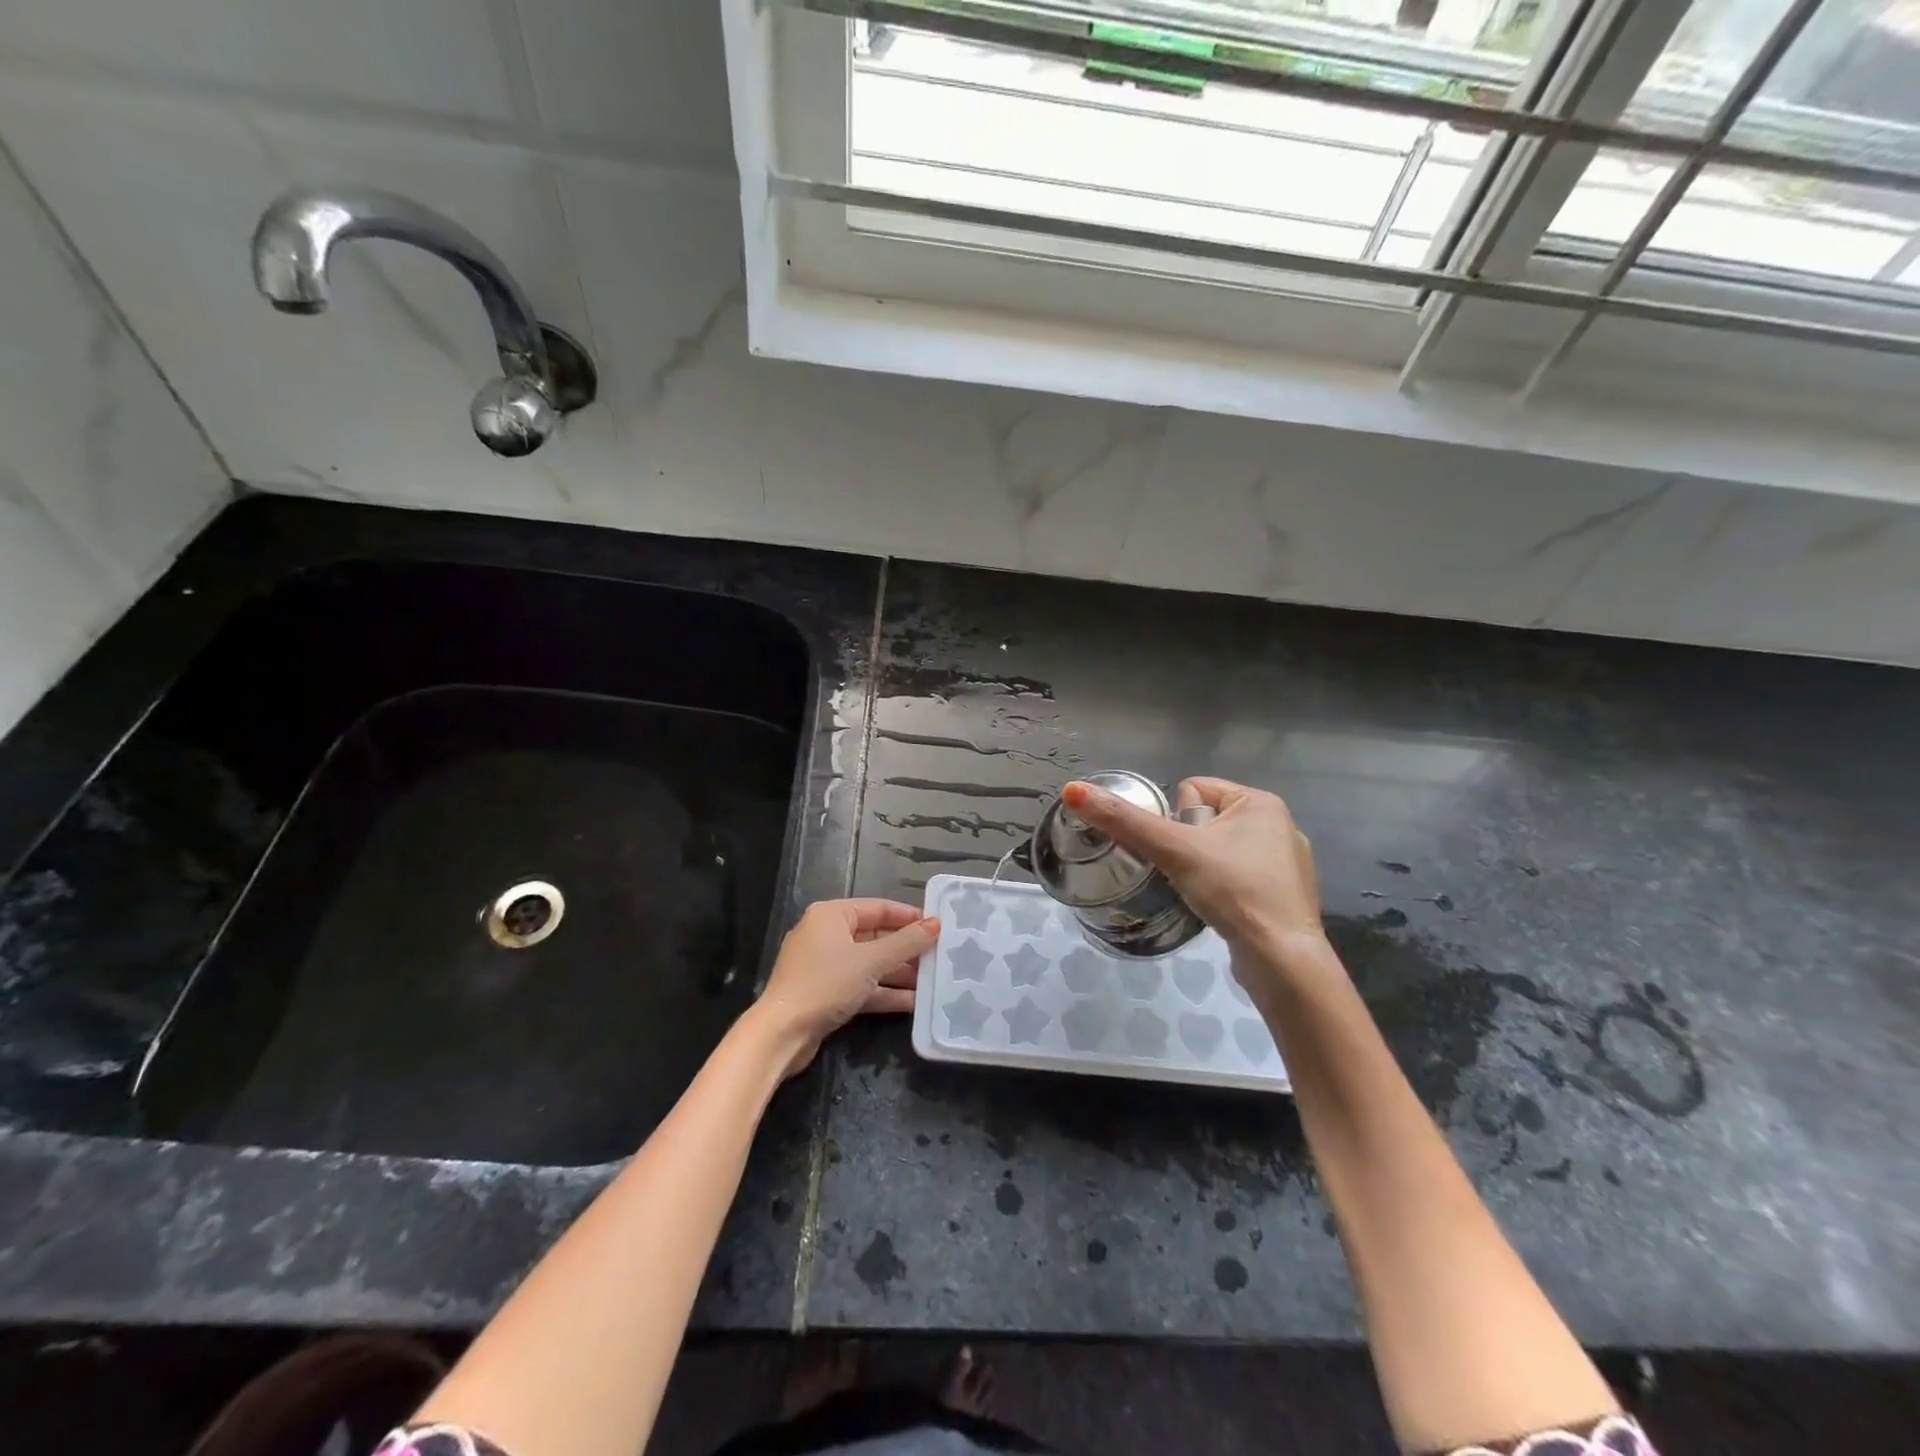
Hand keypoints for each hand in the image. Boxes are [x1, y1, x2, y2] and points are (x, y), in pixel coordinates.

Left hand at [748, 899, 939, 1076]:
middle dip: (907, 949)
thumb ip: (906, 943)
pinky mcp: (826, 993)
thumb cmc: (826, 984)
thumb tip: (936, 924)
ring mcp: (825, 966)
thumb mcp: (871, 961)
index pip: (879, 908)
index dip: (910, 917)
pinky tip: (914, 1003)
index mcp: (832, 915)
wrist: (781, 1034)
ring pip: (870, 964)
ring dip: (899, 974)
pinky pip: (862, 985)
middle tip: (940, 957)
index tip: (938, 927)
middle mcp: (827, 934)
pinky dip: (884, 993)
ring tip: (933, 981)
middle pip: (876, 936)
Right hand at [1061, 777, 1330, 986]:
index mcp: (1261, 802)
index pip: (1193, 789)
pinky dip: (1224, 890)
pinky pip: (1237, 877)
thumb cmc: (1232, 891)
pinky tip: (1222, 910)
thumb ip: (1123, 820)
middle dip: (1188, 847)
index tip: (1183, 851)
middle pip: (1203, 820)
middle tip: (1191, 875)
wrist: (1281, 960)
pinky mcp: (1284, 896)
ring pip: (1218, 851)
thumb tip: (1071, 789)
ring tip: (1205, 895)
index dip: (1176, 821)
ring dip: (1203, 869)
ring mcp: (1286, 862)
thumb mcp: (1172, 849)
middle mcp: (1280, 824)